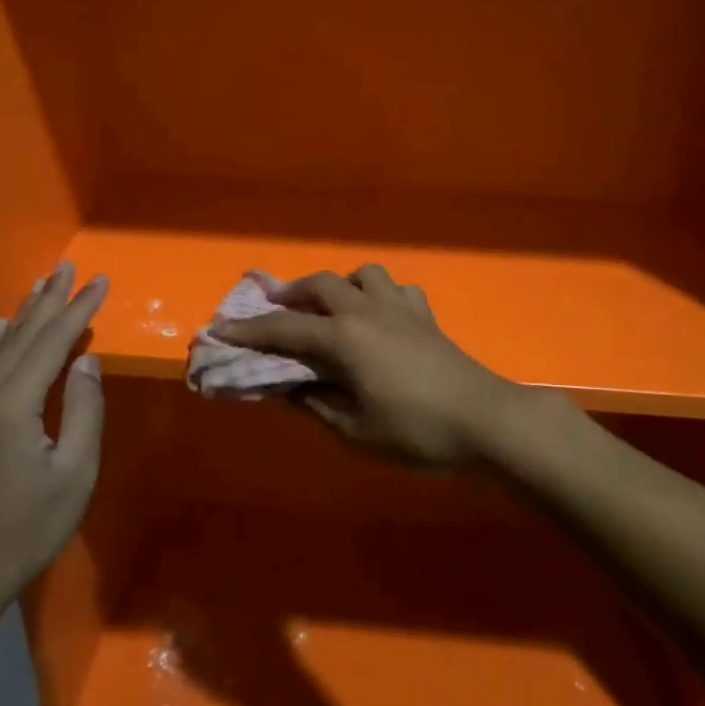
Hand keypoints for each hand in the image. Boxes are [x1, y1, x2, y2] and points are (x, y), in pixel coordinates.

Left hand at [0, 262, 107, 609]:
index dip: (78, 309)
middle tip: (69, 267)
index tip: (100, 281)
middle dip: (49, 299)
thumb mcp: (74, 474)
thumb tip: (87, 361)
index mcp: (13, 405)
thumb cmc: (26, 528)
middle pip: (21, 334)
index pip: (52, 342)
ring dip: (22, 313)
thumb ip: (84, 411)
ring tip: (42, 284)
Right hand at [212, 265, 518, 469]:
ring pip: (362, 274)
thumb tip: (288, 388)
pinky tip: (381, 317)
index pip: (283, 330)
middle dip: (289, 294)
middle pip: (319, 285)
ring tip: (332, 308)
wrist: (485, 419)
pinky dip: (380, 295)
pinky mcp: (426, 316)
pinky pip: (397, 290)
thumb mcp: (355, 430)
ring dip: (339, 284)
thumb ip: (316, 404)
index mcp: (343, 339)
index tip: (218, 329)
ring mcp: (400, 308)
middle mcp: (366, 311)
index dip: (248, 331)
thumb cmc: (416, 430)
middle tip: (272, 308)